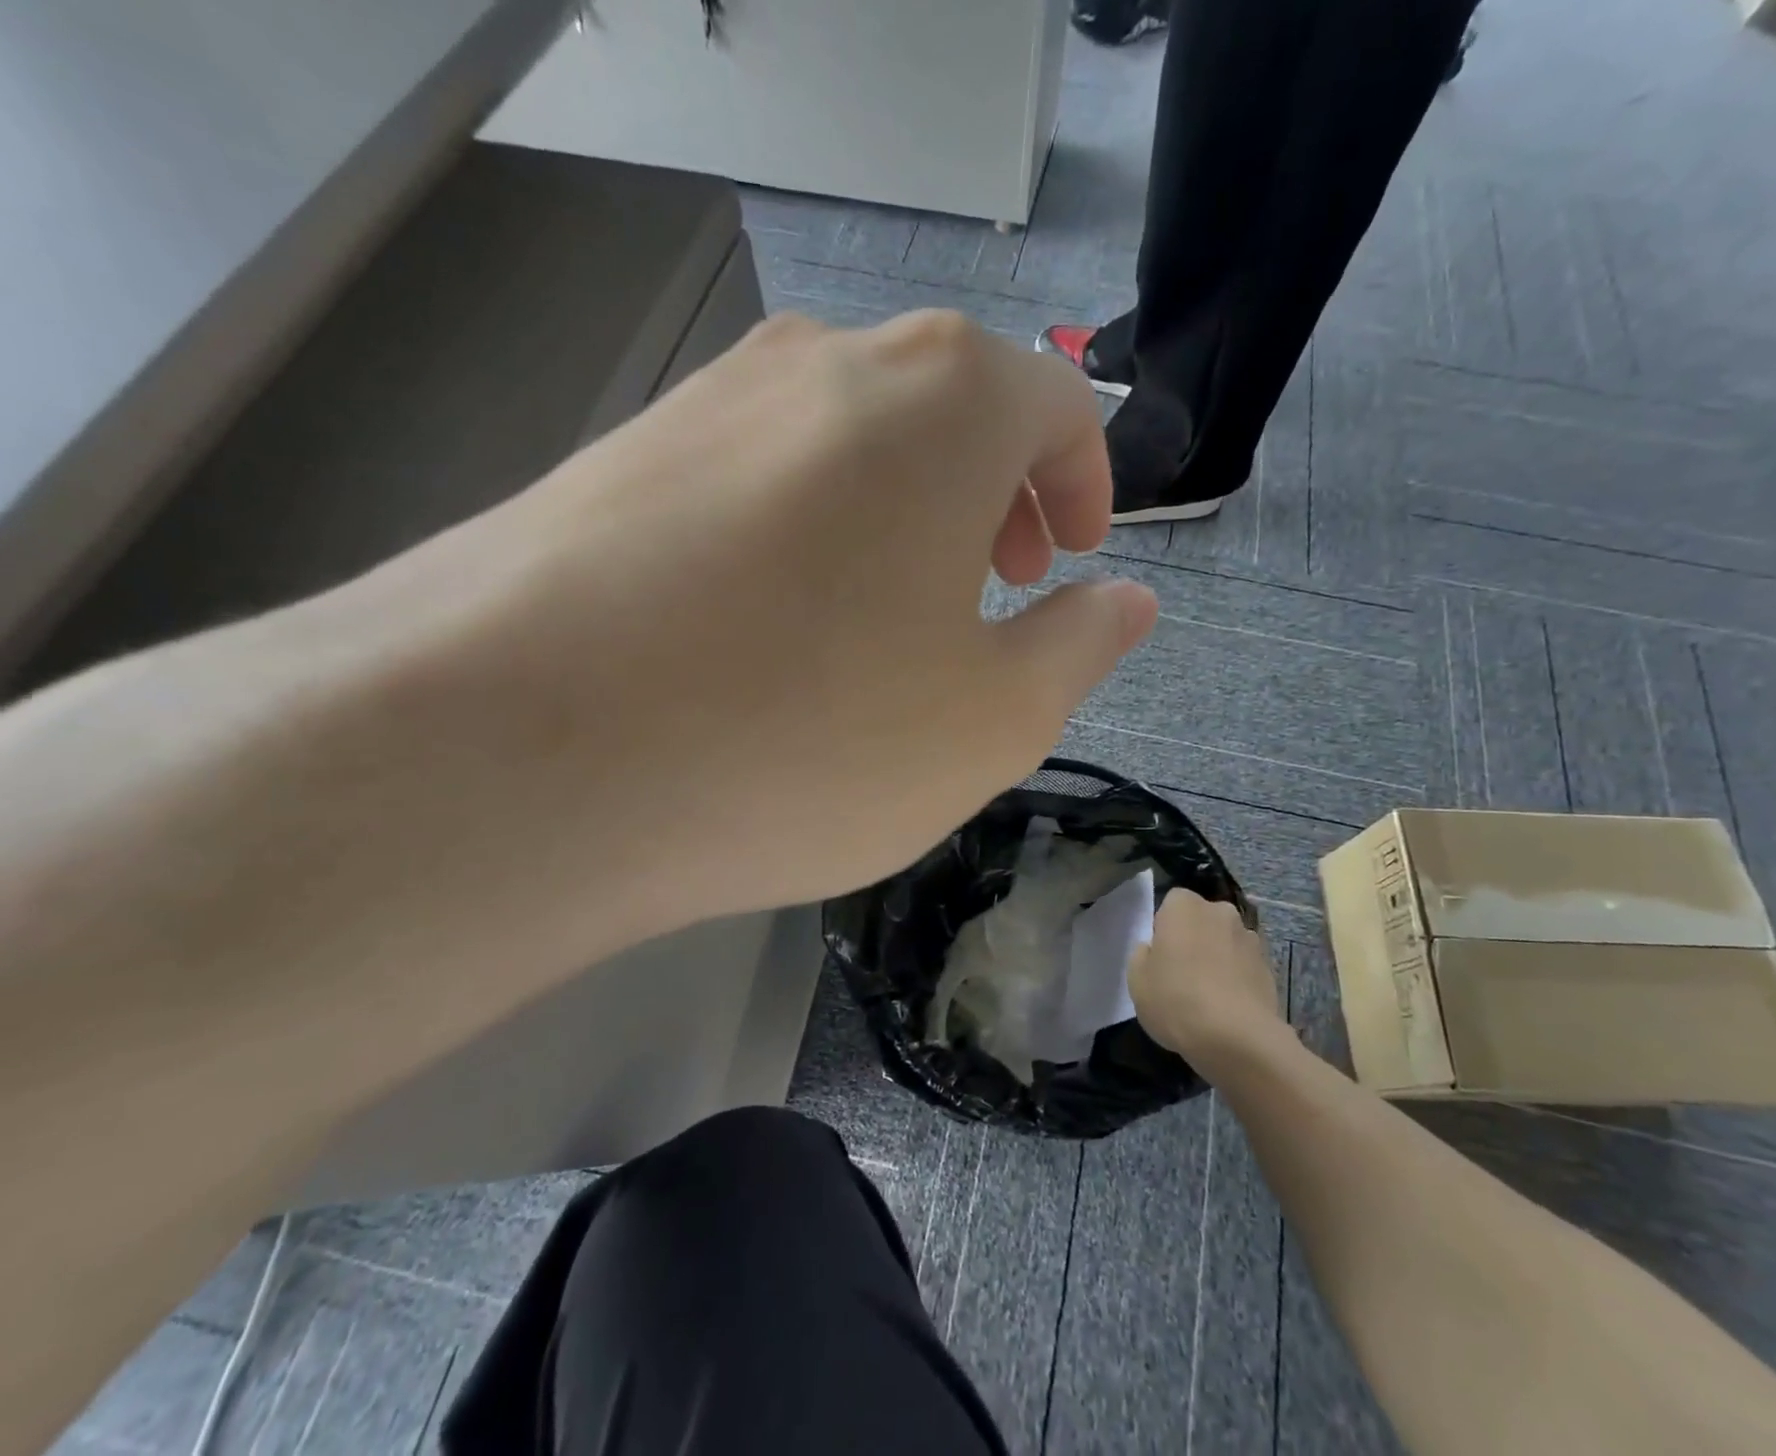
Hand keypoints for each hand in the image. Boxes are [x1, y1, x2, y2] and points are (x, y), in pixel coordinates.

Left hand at [368, 310, 1159, 941]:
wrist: (513, 759)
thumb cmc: (810, 736)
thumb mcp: (993, 720)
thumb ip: (1081, 648)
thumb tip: (1125, 600)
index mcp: (941, 399)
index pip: (1056, 406)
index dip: (1085, 484)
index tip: (1073, 559)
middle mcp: (823, 363)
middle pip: (950, 411)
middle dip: (997, 497)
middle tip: (997, 587)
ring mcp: (707, 401)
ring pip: (848, 442)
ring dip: (899, 514)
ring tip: (890, 620)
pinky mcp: (617, 460)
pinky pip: (756, 480)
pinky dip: (804, 536)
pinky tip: (774, 632)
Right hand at [1128, 889, 1286, 1073]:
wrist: (1237, 1038)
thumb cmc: (1176, 1000)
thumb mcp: (1137, 980)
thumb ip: (1142, 955)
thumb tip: (1154, 949)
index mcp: (1184, 906)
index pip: (1172, 903)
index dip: (1166, 928)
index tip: (1162, 956)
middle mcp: (1220, 912)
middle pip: (1203, 920)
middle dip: (1196, 938)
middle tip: (1183, 973)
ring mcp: (1250, 938)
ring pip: (1226, 942)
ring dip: (1219, 958)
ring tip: (1209, 995)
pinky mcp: (1270, 967)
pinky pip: (1245, 966)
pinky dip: (1238, 979)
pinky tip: (1229, 1008)